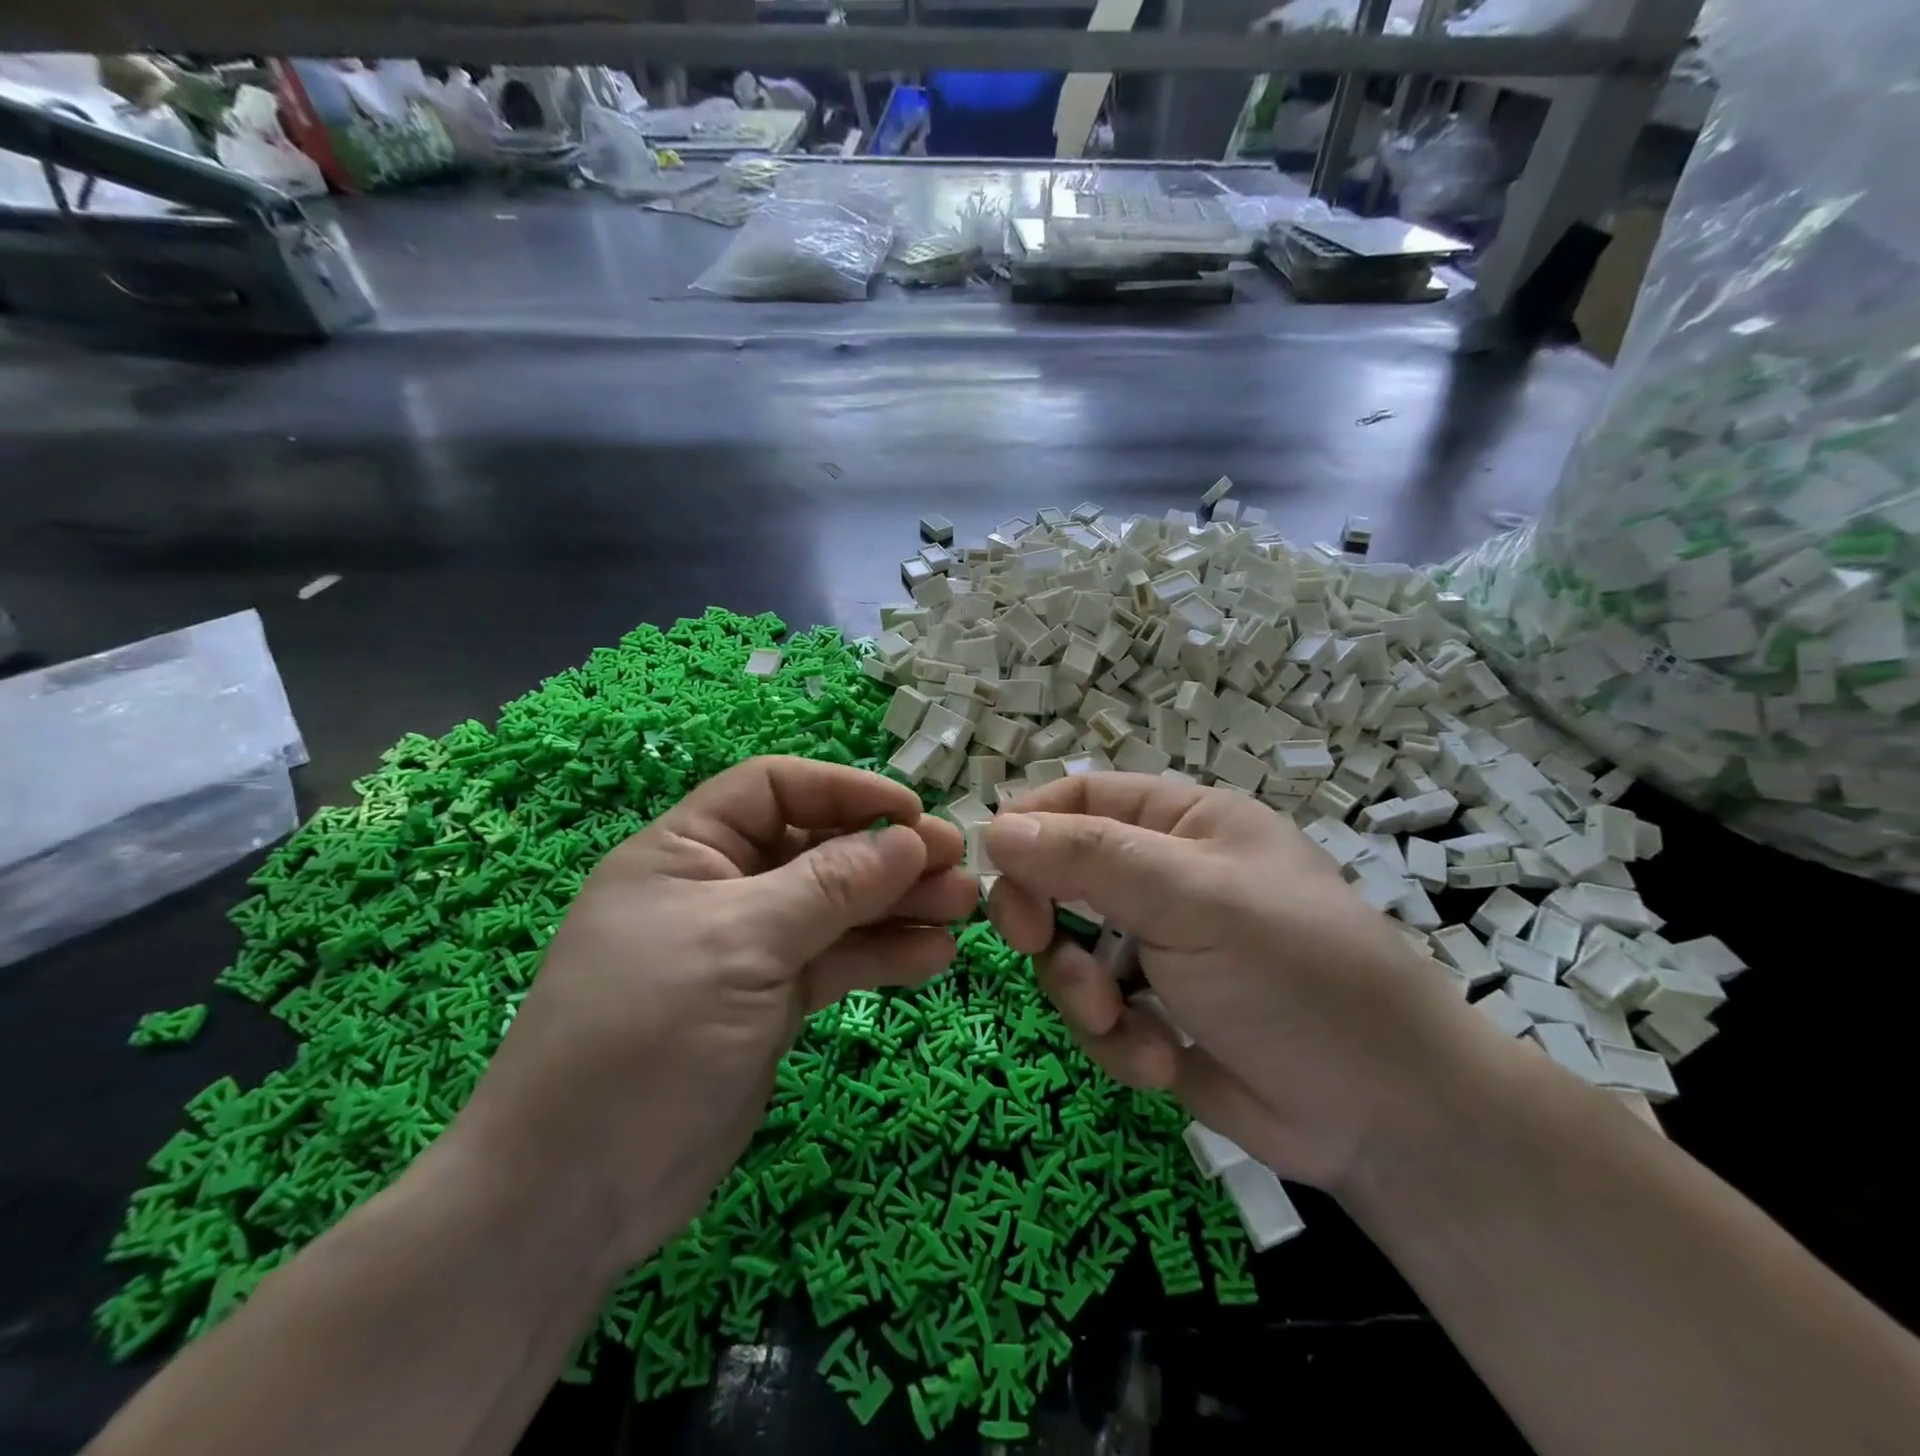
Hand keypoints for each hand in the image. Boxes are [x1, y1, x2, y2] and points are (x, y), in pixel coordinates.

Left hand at [453, 757, 977, 1269]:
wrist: (575, 1193)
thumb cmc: (646, 1033)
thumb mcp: (742, 942)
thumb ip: (831, 886)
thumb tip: (910, 840)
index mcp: (688, 850)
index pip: (776, 789)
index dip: (846, 791)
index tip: (912, 814)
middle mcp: (721, 888)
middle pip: (817, 849)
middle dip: (887, 856)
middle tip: (958, 867)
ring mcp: (748, 948)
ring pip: (836, 909)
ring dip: (898, 906)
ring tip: (962, 911)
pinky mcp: (770, 1002)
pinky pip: (835, 962)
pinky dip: (881, 957)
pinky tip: (933, 959)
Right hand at [985, 773, 1493, 1192]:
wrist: (1386, 1115)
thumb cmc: (1297, 972)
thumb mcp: (1194, 898)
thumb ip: (1090, 858)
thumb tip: (992, 828)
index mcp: (1181, 823)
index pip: (1079, 798)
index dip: (1029, 826)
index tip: (994, 868)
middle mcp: (1162, 878)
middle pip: (1058, 877)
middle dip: (1046, 920)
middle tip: (1036, 944)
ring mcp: (1155, 949)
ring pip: (1066, 953)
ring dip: (1081, 993)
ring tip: (1122, 1023)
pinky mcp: (1152, 1015)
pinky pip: (1094, 1015)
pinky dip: (1114, 1041)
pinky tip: (1162, 1062)